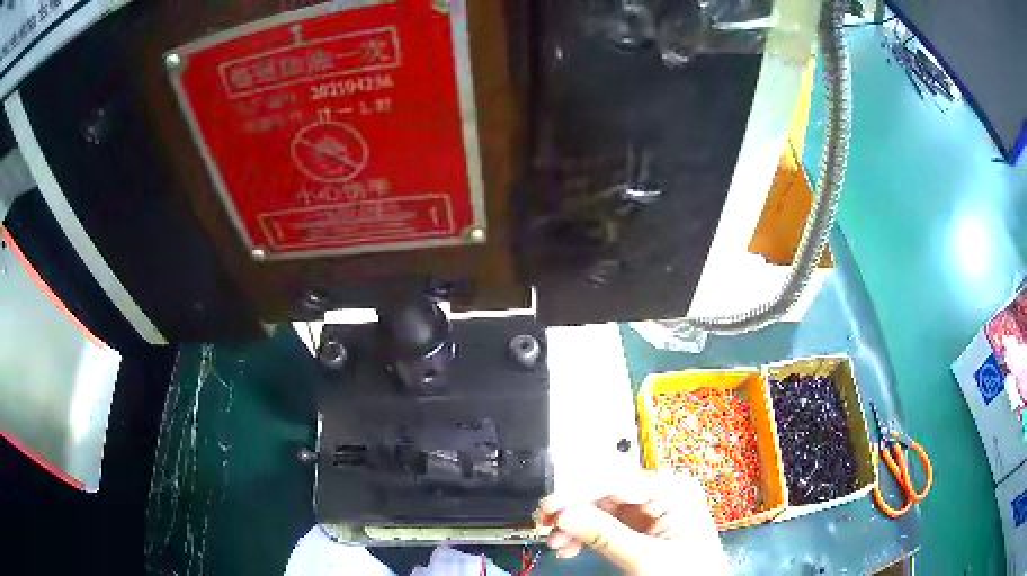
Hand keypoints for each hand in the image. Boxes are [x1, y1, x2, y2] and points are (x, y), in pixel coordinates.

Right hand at [535, 472, 731, 574]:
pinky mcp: (643, 524)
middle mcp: (662, 492)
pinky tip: (571, 546)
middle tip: (545, 524)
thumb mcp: (646, 557)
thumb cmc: (689, 573)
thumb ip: (605, 535)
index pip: (615, 481)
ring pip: (601, 507)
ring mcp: (652, 508)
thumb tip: (565, 515)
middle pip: (605, 492)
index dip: (576, 493)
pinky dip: (586, 534)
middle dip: (573, 510)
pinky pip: (607, 522)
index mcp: (672, 489)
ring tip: (557, 543)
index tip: (548, 509)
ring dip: (575, 525)